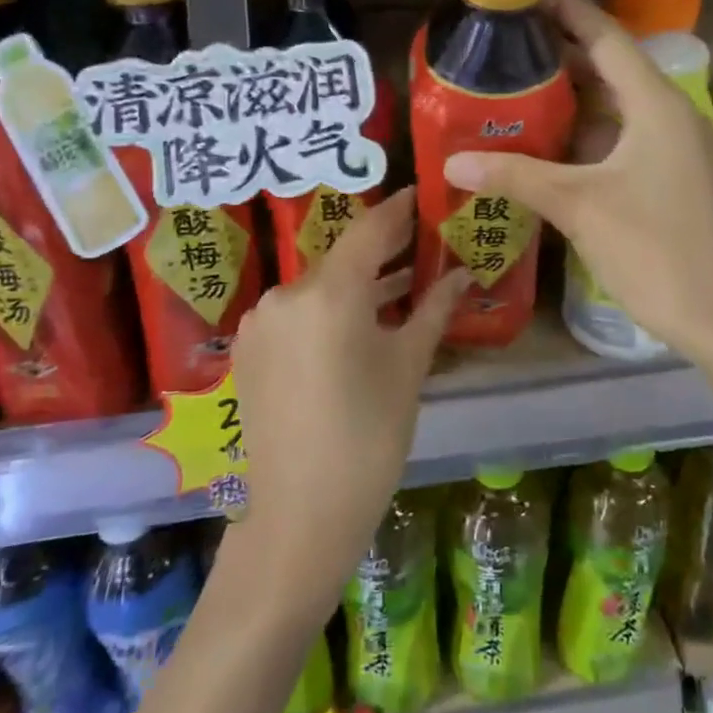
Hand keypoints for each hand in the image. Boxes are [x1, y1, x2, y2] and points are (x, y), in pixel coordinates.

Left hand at [230, 188, 469, 616]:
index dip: (399, 210)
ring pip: (319, 286)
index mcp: (329, 292)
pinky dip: (329, 308)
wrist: (299, 516)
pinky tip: (358, 322)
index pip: (370, 229)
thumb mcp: (409, 367)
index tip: (421, 195)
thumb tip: (463, 273)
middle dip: (382, 250)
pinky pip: (297, 312)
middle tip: (422, 242)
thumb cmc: (369, 438)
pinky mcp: (250, 349)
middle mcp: (287, 293)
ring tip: (400, 284)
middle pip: (342, 257)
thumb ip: (434, 309)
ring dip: (357, 283)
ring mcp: (262, 322)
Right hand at [443, 0, 712, 368]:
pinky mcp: (672, 178)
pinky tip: (550, 144)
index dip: (570, 12)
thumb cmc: (655, 249)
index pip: (608, 39)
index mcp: (656, 105)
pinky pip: (624, 138)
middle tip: (509, 46)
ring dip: (574, 98)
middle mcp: (670, 116)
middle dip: (563, 54)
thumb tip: (453, 161)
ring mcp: (675, 149)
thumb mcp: (579, 207)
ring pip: (617, 107)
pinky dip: (588, 134)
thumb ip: (516, 176)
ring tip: (519, 88)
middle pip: (612, 69)